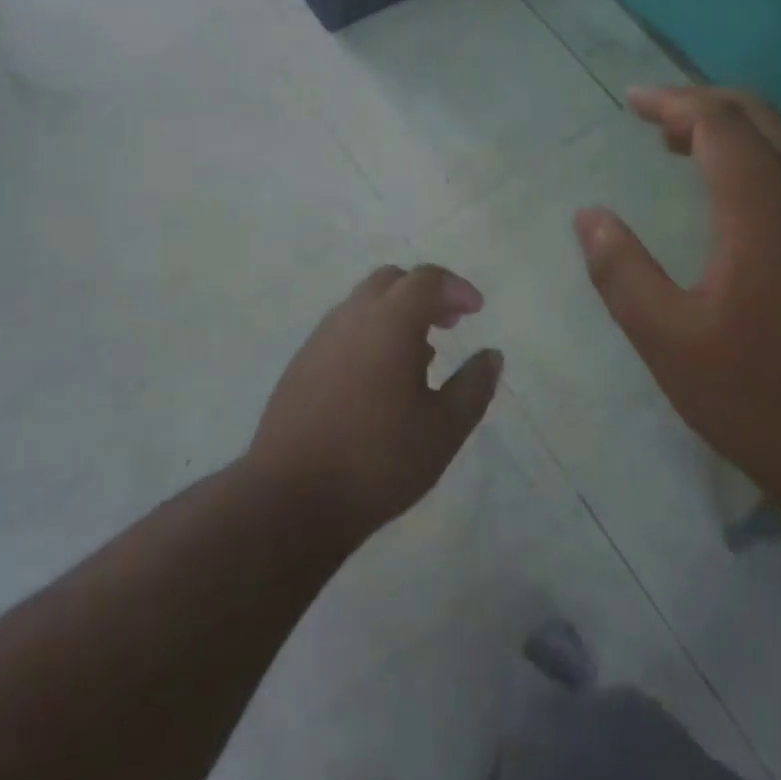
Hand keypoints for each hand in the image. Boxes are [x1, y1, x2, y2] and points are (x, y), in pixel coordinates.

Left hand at [247, 265, 502, 540]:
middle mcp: (352, 317)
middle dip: (425, 293)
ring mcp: (320, 339)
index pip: (427, 279)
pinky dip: (370, 335)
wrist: (289, 500)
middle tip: (449, 324)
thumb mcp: (443, 430)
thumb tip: (491, 355)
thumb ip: (473, 387)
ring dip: (396, 314)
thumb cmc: (377, 461)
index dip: (457, 288)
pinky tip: (379, 381)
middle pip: (392, 280)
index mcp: (389, 322)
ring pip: (364, 304)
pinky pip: (343, 330)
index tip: (476, 311)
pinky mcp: (300, 365)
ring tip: (419, 357)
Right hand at [574, 87, 780, 505]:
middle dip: (703, 103)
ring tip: (681, 148)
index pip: (718, 122)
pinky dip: (758, 158)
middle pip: (759, 116)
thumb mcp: (670, 342)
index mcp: (764, 210)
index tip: (632, 101)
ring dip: (733, 130)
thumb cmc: (762, 398)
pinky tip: (731, 198)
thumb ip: (622, 272)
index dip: (672, 102)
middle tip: (654, 117)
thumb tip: (588, 216)